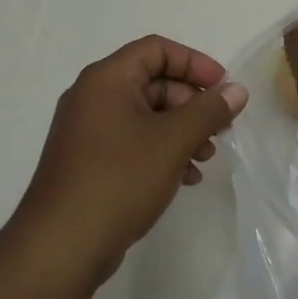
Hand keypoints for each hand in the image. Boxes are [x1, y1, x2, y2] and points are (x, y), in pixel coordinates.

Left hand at [12, 35, 246, 284]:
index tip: (222, 88)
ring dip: (181, 130)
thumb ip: (209, 111)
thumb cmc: (119, 180)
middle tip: (220, 129)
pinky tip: (185, 177)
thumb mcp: (173, 141)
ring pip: (145, 115)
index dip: (194, 63)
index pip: (157, 49)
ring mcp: (87, 131)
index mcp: (107, 79)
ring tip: (206, 157)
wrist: (60, 248)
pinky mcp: (88, 161)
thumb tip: (237, 90)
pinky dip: (161, 150)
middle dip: (191, 103)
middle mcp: (93, 96)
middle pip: (153, 82)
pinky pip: (132, 141)